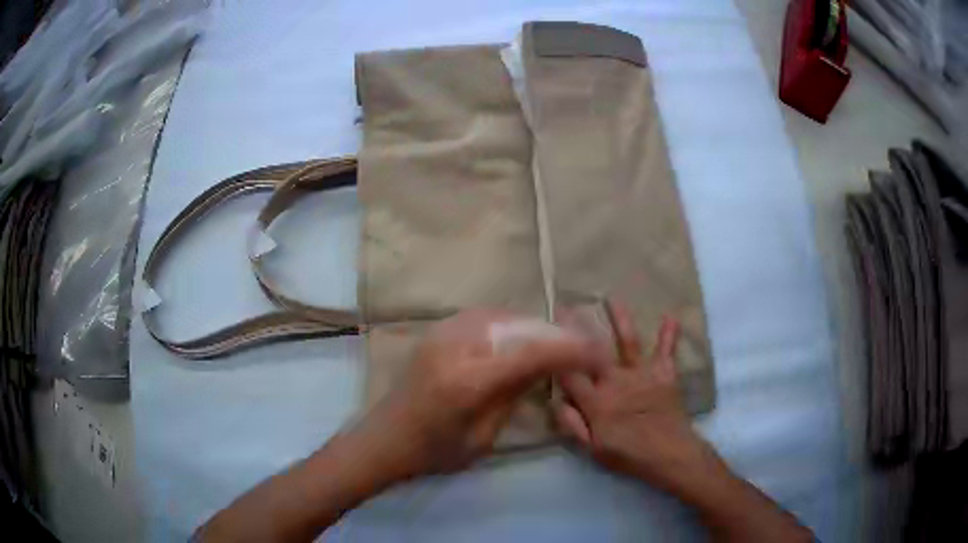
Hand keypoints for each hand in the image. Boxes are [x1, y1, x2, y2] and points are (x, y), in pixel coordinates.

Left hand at [354, 310, 604, 479]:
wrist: (384, 438)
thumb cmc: (434, 452)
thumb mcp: (483, 437)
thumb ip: (514, 395)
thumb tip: (546, 366)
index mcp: (468, 381)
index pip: (532, 353)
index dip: (571, 350)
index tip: (599, 354)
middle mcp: (456, 346)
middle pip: (521, 327)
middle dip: (557, 336)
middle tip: (582, 347)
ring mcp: (443, 333)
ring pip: (505, 316)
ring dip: (534, 329)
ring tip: (555, 345)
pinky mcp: (437, 331)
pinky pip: (485, 318)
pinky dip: (510, 325)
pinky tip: (520, 340)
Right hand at [554, 301, 717, 495]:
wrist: (669, 454)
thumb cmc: (629, 455)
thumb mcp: (593, 449)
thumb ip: (573, 425)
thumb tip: (555, 401)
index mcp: (597, 401)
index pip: (570, 375)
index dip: (556, 356)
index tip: (545, 335)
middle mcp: (617, 381)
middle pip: (594, 351)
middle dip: (578, 328)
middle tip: (567, 307)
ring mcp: (642, 375)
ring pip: (628, 342)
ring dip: (620, 319)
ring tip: (612, 298)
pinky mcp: (664, 374)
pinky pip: (666, 351)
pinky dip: (668, 335)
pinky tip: (671, 317)